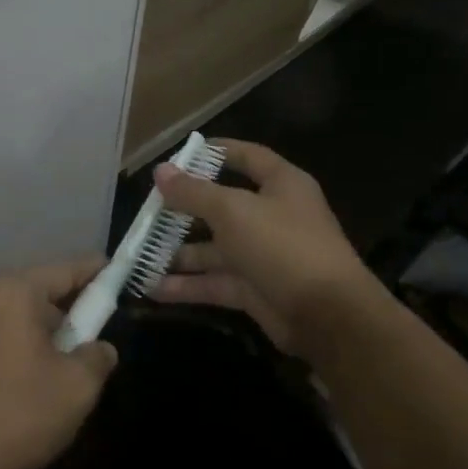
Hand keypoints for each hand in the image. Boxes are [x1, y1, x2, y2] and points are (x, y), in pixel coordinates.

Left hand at [0, 259, 117, 468]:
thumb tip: (100, 348)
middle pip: (41, 289)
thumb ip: (97, 356)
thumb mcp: (76, 387)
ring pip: (22, 313)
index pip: (65, 270)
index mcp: (14, 293)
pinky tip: (43, 372)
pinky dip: (28, 341)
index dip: (97, 272)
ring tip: (76, 353)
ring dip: (50, 327)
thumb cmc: (20, 414)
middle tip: (104, 323)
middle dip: (73, 304)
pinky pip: (5, 331)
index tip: (122, 274)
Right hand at [150, 140, 385, 358]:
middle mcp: (272, 216)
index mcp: (280, 185)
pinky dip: (186, 285)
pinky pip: (214, 282)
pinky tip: (152, 288)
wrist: (328, 317)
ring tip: (139, 253)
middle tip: (147, 210)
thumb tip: (160, 171)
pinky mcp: (254, 290)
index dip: (216, 152)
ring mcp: (262, 255)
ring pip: (213, 249)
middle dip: (183, 210)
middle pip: (221, 205)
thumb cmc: (282, 245)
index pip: (247, 156)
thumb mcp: (232, 211)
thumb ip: (193, 192)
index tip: (181, 154)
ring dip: (178, 253)